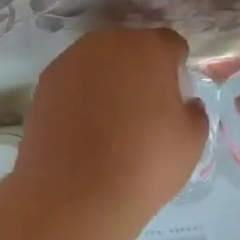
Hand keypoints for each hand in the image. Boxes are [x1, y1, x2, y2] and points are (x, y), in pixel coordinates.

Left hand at [16, 28, 207, 222]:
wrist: (75, 195)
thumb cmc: (144, 165)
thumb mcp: (192, 142)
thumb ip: (194, 111)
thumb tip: (184, 103)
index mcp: (150, 49)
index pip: (171, 45)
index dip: (177, 68)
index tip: (176, 96)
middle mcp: (108, 43)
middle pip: (132, 47)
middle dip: (140, 69)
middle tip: (144, 108)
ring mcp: (70, 61)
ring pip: (99, 62)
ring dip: (108, 80)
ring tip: (111, 120)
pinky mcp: (44, 84)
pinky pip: (74, 81)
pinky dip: (81, 95)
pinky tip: (84, 128)